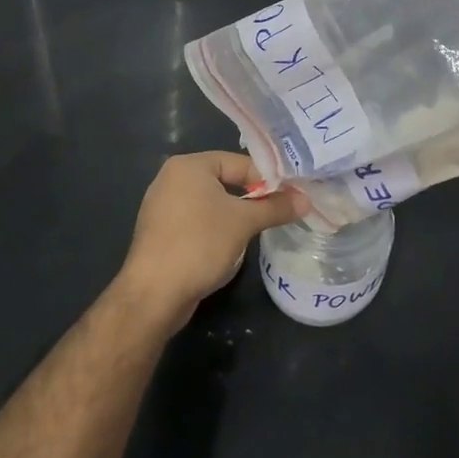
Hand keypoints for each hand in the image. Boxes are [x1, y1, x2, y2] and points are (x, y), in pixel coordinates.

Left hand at [117, 152, 303, 331]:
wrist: (153, 294)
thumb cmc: (200, 244)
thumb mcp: (244, 223)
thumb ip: (276, 208)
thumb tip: (306, 200)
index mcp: (189, 165)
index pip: (239, 162)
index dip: (267, 179)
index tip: (289, 197)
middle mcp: (171, 178)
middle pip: (224, 180)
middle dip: (251, 198)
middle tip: (277, 212)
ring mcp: (161, 206)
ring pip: (210, 203)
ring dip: (234, 215)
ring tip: (256, 230)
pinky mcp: (159, 232)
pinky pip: (196, 221)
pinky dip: (214, 229)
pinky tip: (228, 246)